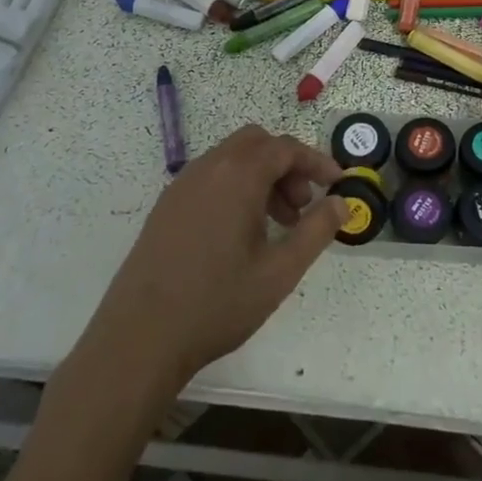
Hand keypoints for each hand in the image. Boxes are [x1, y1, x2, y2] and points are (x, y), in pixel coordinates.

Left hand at [85, 125, 348, 390]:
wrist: (139, 337)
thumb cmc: (217, 303)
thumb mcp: (280, 271)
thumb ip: (316, 231)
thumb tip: (342, 203)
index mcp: (237, 176)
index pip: (285, 148)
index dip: (316, 161)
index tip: (337, 184)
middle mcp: (208, 168)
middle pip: (257, 143)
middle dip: (287, 165)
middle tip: (302, 206)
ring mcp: (181, 185)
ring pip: (232, 159)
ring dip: (262, 177)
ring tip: (277, 226)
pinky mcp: (166, 206)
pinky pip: (211, 177)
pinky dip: (236, 187)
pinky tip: (241, 234)